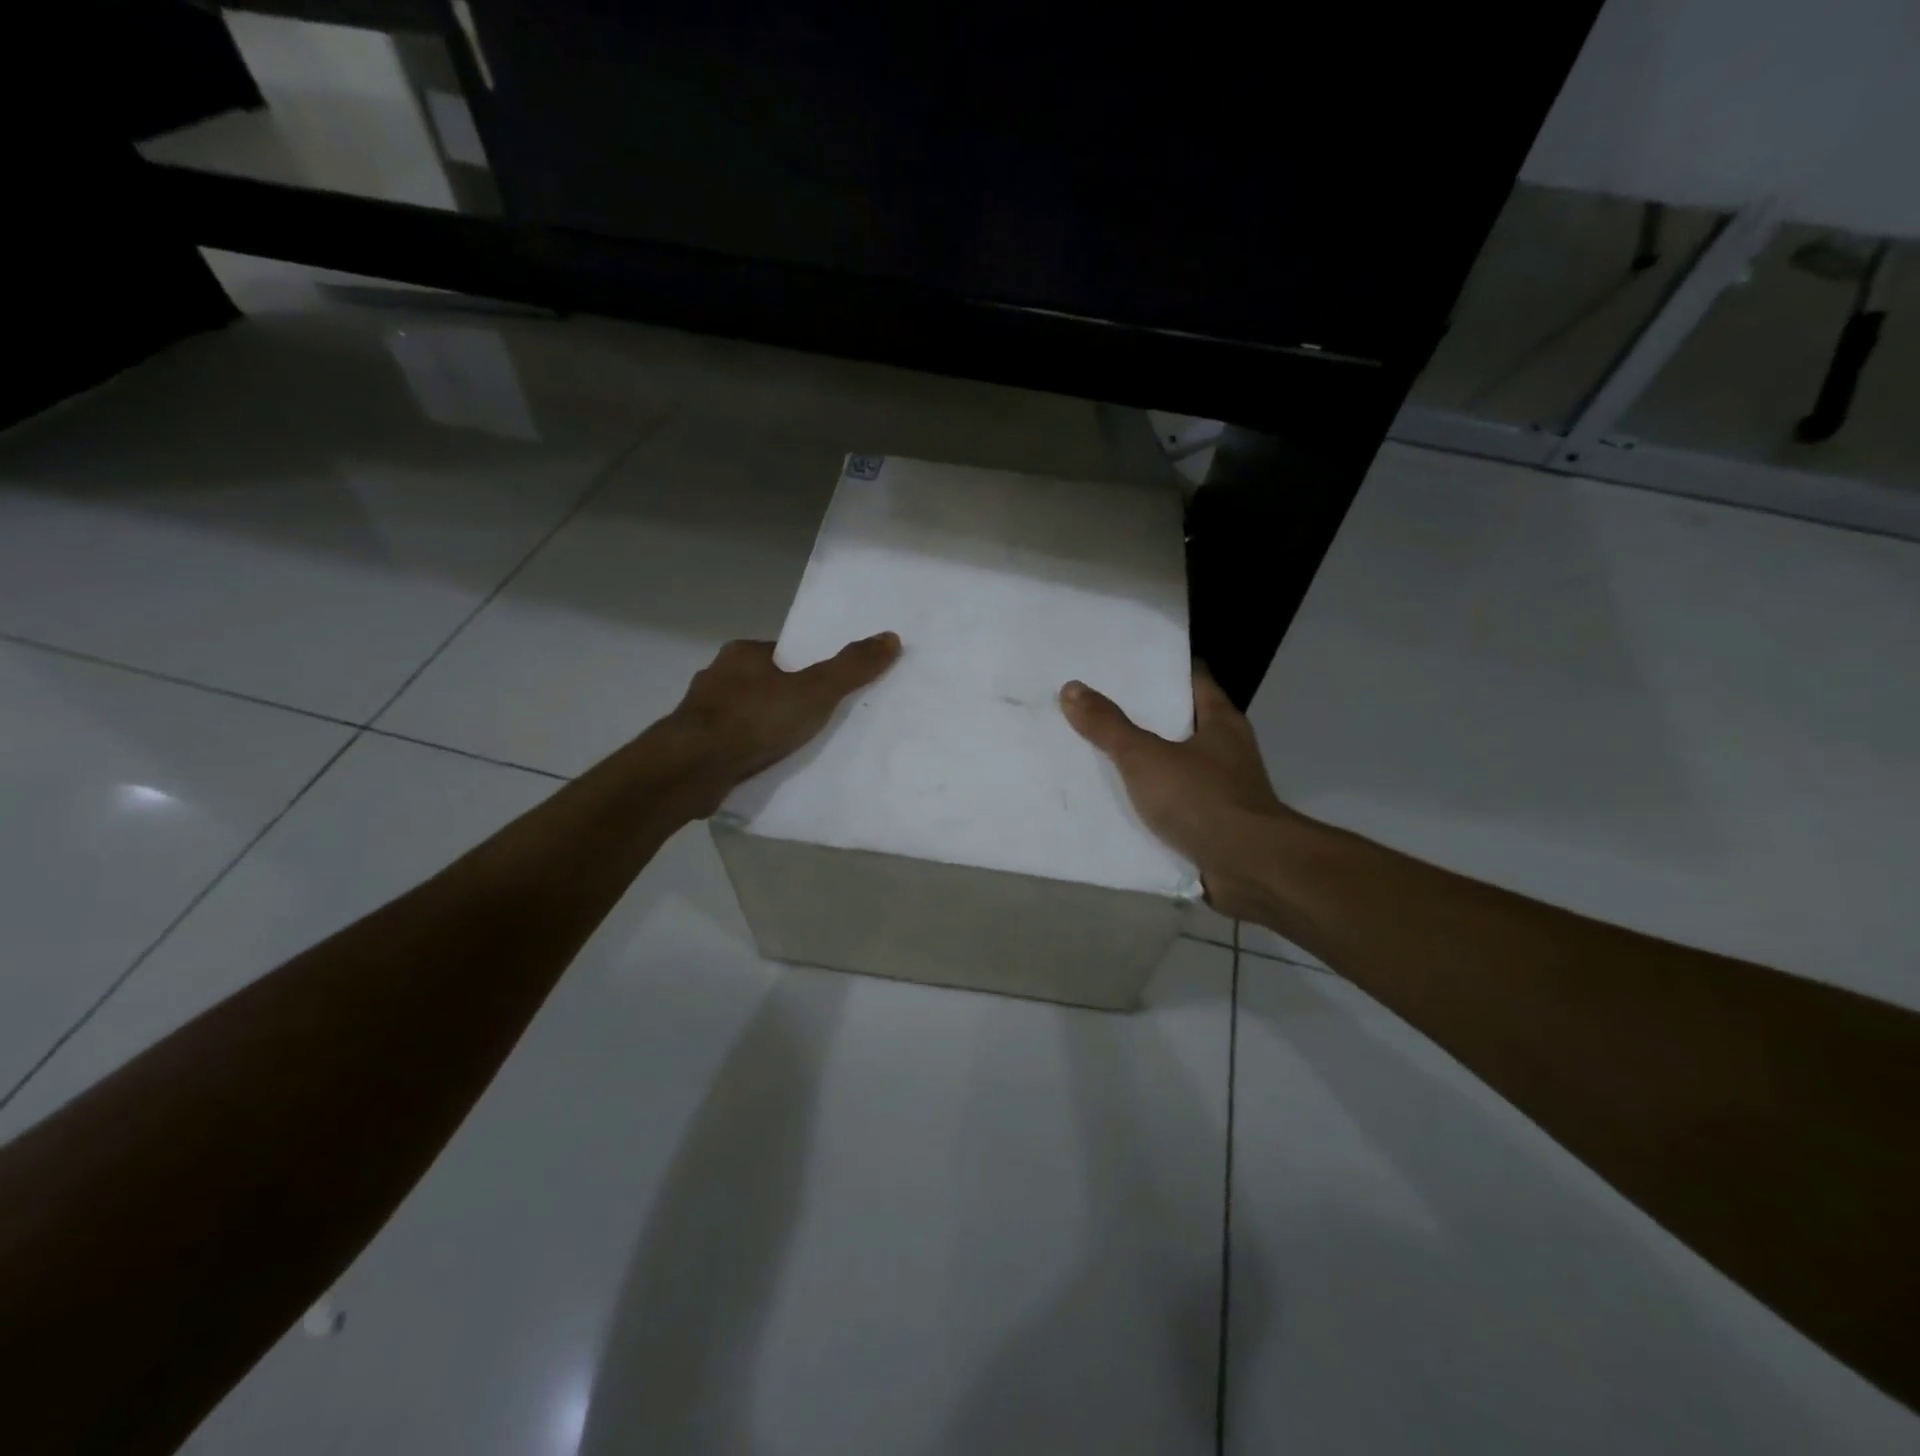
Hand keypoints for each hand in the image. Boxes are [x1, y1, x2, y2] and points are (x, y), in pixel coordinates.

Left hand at [668, 633, 901, 811]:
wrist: (691, 768)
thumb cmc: (754, 719)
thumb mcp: (815, 691)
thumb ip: (851, 668)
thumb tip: (891, 638)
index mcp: (742, 653)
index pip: (784, 654)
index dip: (808, 668)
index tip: (827, 689)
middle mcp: (718, 676)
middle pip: (765, 683)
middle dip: (787, 699)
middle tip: (818, 720)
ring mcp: (702, 713)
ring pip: (746, 715)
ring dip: (766, 727)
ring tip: (795, 748)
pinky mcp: (694, 746)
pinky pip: (732, 743)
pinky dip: (749, 751)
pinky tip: (765, 766)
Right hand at [1059, 666, 1290, 917]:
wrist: (1249, 869)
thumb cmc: (1202, 799)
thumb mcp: (1145, 757)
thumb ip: (1108, 725)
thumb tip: (1071, 688)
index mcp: (1220, 721)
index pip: (1191, 679)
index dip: (1158, 669)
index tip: (1121, 665)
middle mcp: (1225, 750)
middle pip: (1178, 722)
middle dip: (1139, 716)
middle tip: (1093, 705)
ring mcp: (1221, 789)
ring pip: (1173, 765)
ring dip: (1141, 762)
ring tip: (1093, 750)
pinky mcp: (1212, 824)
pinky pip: (1172, 803)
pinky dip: (1148, 801)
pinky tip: (1113, 801)